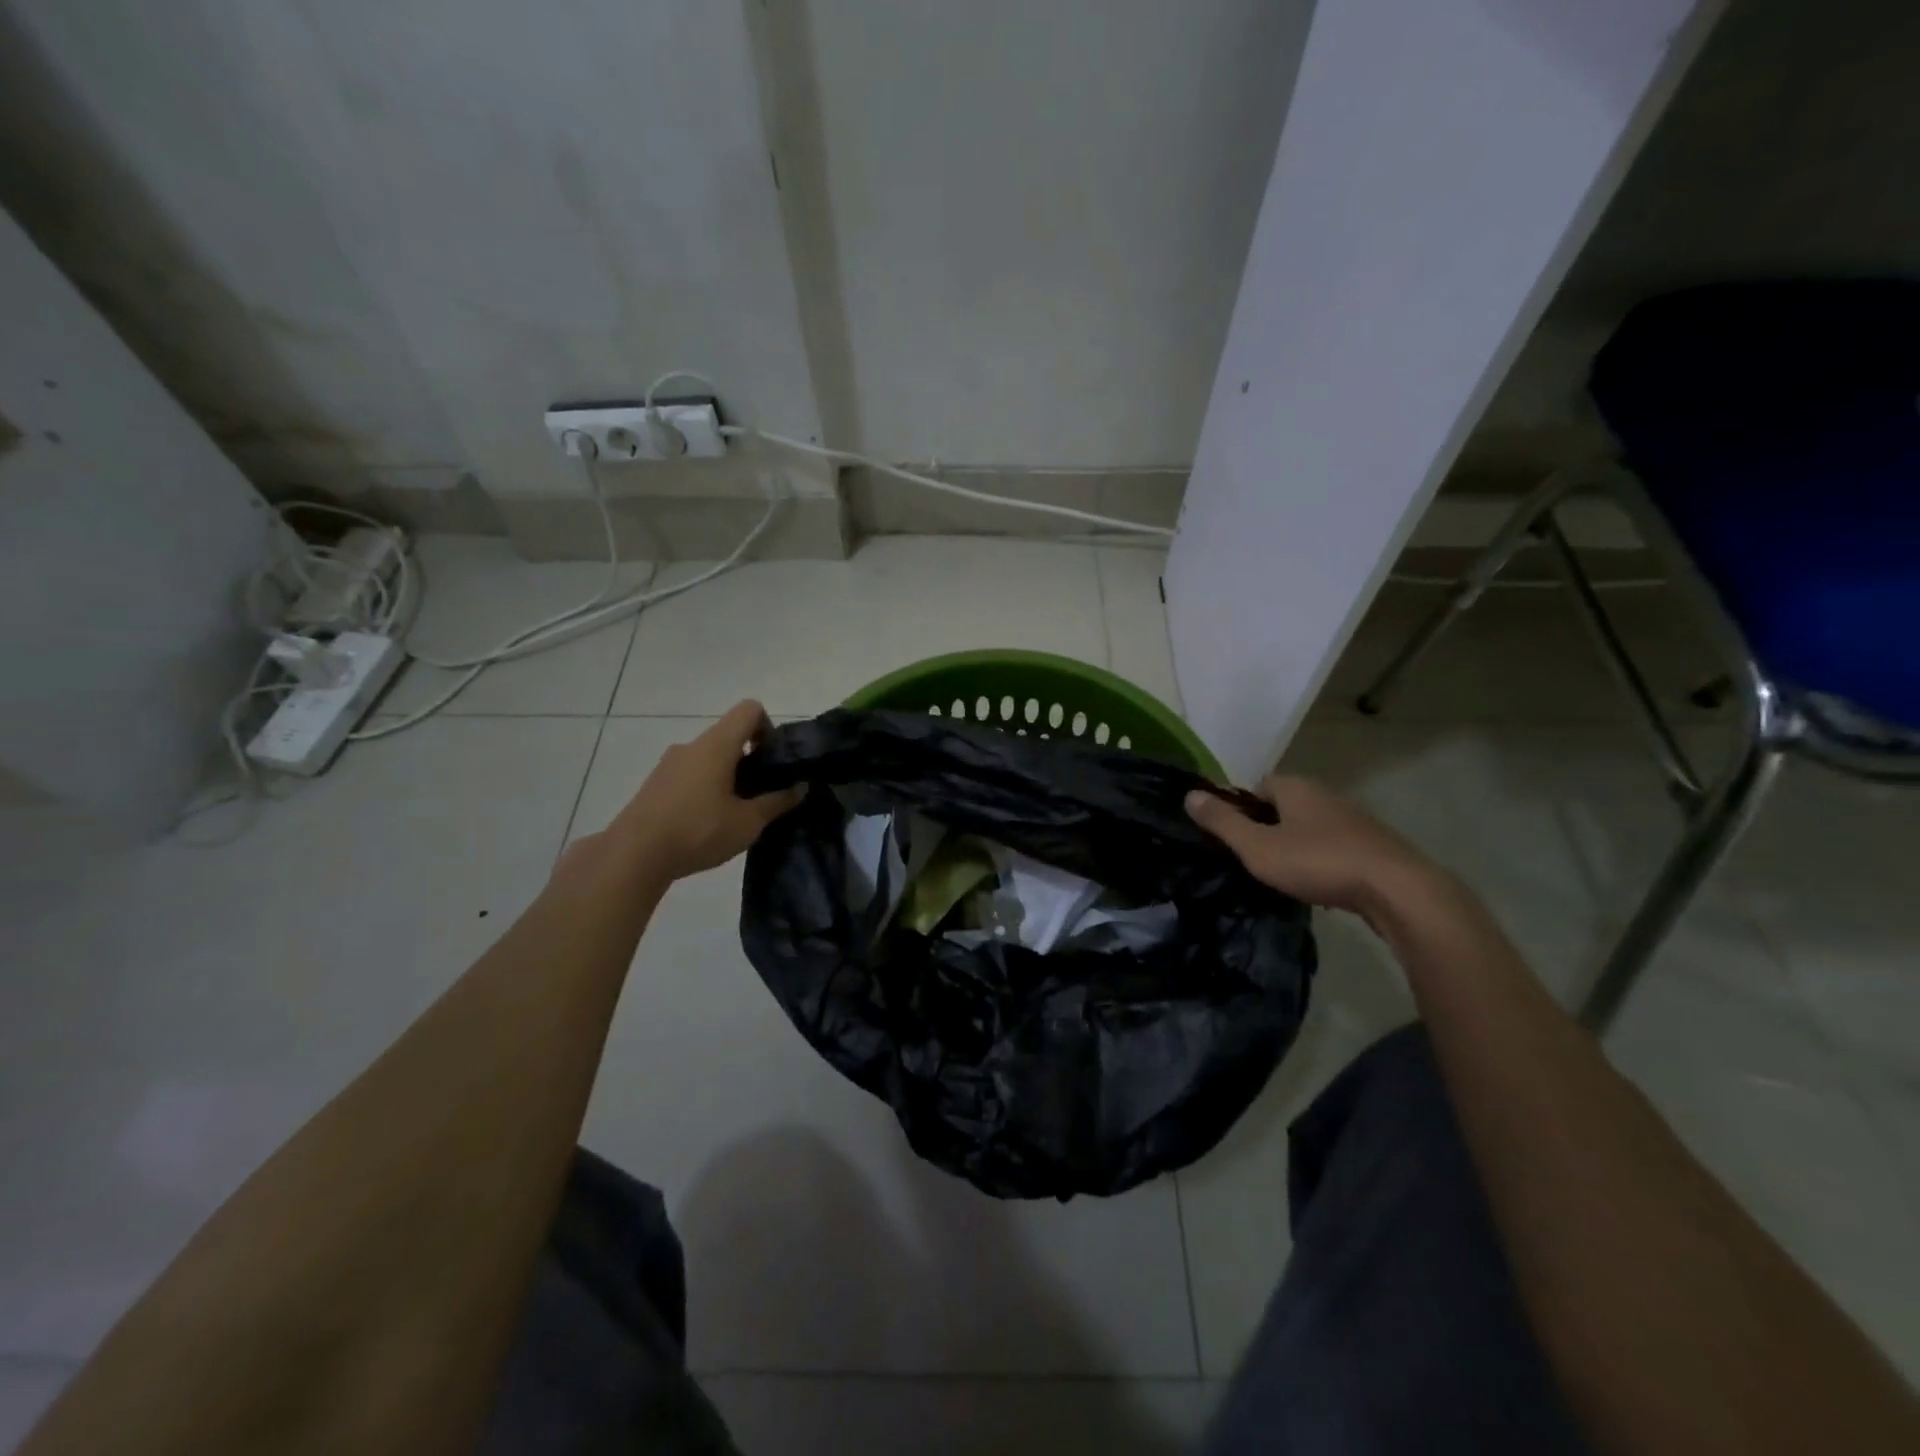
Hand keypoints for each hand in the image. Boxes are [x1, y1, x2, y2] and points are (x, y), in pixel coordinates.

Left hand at [607, 701, 805, 882]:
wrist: (633, 855)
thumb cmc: (698, 831)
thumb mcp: (748, 822)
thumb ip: (777, 802)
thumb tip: (801, 787)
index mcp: (717, 745)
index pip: (749, 710)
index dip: (768, 727)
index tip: (773, 759)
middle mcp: (692, 745)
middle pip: (729, 735)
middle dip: (751, 758)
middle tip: (761, 793)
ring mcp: (669, 764)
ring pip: (709, 757)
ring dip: (727, 775)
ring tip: (735, 812)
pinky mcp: (655, 784)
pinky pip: (690, 774)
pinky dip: (705, 787)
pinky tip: (707, 822)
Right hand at [1185, 776, 1442, 922]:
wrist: (1397, 890)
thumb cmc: (1318, 862)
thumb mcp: (1257, 847)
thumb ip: (1222, 822)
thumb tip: (1189, 794)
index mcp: (1295, 787)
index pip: (1257, 785)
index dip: (1240, 808)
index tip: (1230, 836)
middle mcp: (1325, 793)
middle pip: (1284, 804)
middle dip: (1267, 826)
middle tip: (1252, 857)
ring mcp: (1354, 818)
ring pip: (1311, 826)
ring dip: (1295, 844)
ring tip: (1282, 874)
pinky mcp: (1374, 844)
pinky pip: (1334, 845)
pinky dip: (1321, 859)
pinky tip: (1318, 883)